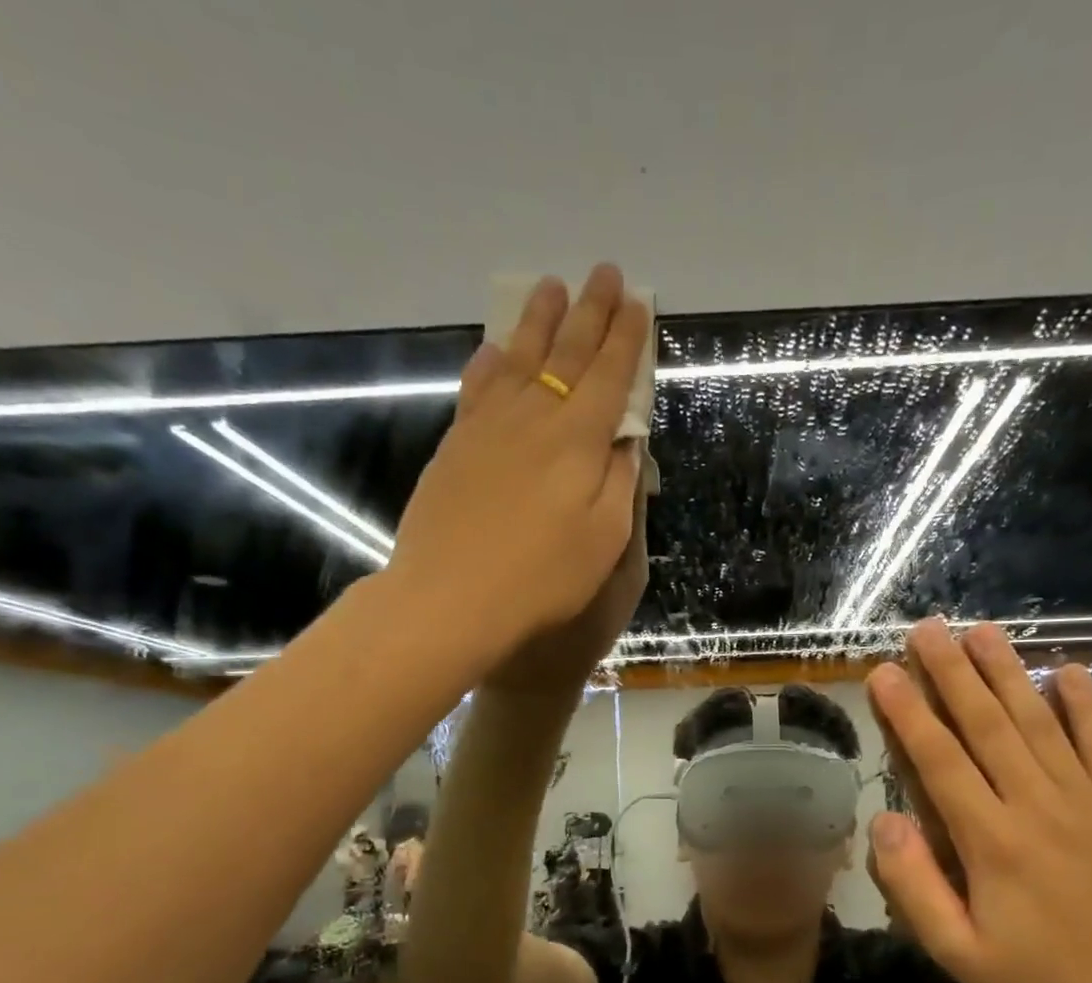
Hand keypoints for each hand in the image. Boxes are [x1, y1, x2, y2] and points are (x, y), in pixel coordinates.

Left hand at [387, 264, 649, 669]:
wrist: (453, 598)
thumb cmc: (543, 578)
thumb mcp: (605, 539)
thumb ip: (619, 482)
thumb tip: (626, 440)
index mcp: (579, 440)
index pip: (610, 375)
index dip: (627, 338)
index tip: (639, 303)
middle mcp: (534, 417)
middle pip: (567, 353)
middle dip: (590, 311)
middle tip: (605, 273)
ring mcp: (489, 427)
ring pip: (519, 358)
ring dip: (538, 321)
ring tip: (549, 286)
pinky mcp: (456, 445)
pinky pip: (477, 388)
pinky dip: (490, 362)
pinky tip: (495, 349)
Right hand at [864, 619, 1091, 982]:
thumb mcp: (957, 952)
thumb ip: (913, 885)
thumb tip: (881, 819)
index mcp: (992, 842)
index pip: (939, 760)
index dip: (908, 712)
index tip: (884, 671)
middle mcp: (1038, 807)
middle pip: (987, 725)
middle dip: (952, 672)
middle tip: (927, 628)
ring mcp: (1087, 804)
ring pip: (1039, 723)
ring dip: (1008, 673)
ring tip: (982, 631)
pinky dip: (1084, 707)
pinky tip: (1067, 672)